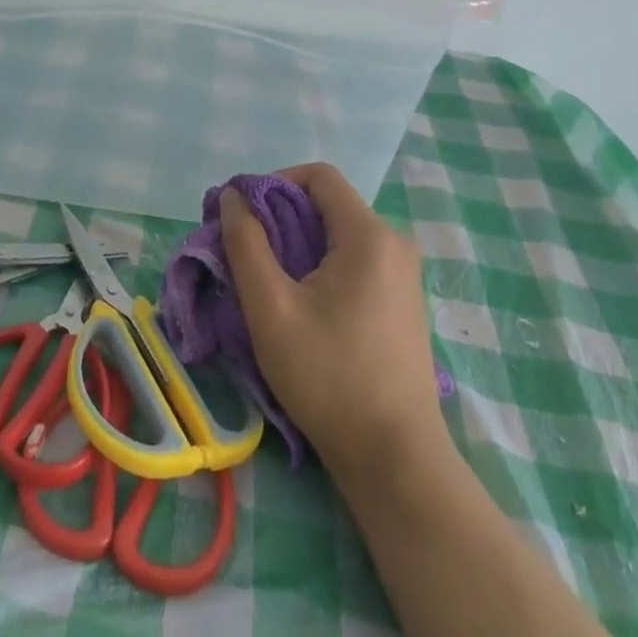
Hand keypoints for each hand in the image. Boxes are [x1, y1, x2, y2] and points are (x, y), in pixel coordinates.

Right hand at [222, 162, 449, 477]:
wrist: (396, 460)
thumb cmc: (329, 377)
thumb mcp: (270, 307)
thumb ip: (245, 242)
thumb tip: (233, 196)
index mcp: (368, 235)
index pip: (317, 176)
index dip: (273, 182)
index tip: (242, 215)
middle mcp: (394, 244)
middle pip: (327, 204)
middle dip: (279, 216)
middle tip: (244, 250)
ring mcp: (404, 275)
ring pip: (338, 234)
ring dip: (297, 243)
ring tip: (267, 281)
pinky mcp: (403, 302)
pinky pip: (354, 260)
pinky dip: (320, 265)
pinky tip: (301, 304)